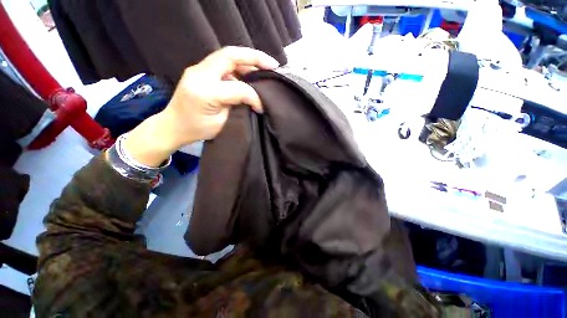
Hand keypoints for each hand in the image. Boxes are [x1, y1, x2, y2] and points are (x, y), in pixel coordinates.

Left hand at [123, 47, 278, 166]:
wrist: (172, 126)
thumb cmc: (197, 129)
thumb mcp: (222, 123)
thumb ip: (238, 108)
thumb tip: (253, 100)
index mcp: (206, 91)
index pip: (238, 88)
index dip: (254, 96)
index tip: (261, 107)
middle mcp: (199, 74)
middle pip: (230, 55)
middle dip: (255, 58)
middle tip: (273, 65)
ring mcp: (197, 69)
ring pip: (227, 56)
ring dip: (247, 60)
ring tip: (264, 68)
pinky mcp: (199, 71)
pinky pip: (222, 63)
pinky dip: (238, 66)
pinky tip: (248, 73)